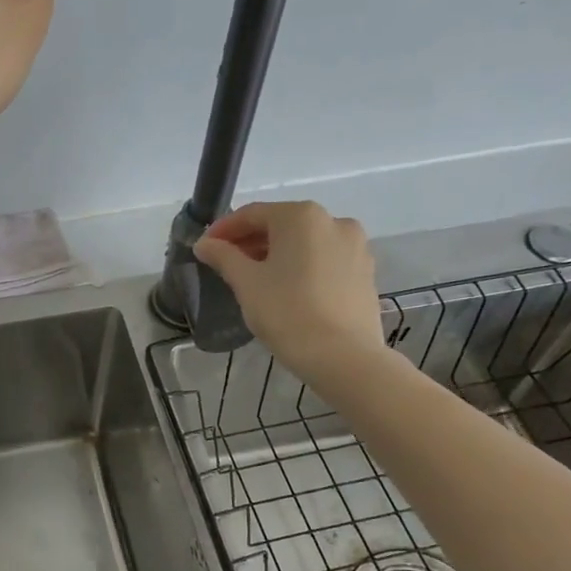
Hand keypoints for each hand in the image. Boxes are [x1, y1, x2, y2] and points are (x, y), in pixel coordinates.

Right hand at [192, 201, 387, 386]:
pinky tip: (286, 289)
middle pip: (281, 224)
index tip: (204, 248)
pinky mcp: (365, 271)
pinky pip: (324, 259)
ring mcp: (355, 246)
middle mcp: (333, 221)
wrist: (343, 357)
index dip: (224, 229)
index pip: (252, 214)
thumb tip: (204, 243)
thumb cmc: (287, 312)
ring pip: (304, 242)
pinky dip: (301, 266)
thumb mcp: (246, 283)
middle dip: (250, 241)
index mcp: (301, 216)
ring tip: (254, 278)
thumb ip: (223, 256)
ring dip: (276, 254)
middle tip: (225, 264)